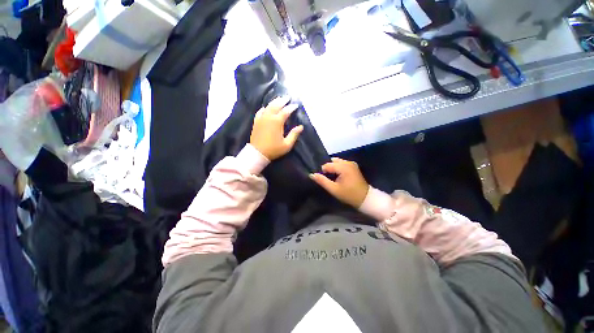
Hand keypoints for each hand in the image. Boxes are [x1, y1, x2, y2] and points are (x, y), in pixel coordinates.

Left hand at [250, 96, 303, 159]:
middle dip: (282, 101)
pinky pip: (260, 111)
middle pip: (276, 105)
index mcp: (277, 122)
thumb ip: (294, 134)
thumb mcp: (287, 144)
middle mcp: (269, 117)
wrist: (258, 153)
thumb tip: (301, 127)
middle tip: (287, 97)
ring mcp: (261, 118)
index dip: (291, 107)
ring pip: (268, 106)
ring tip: (279, 99)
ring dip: (274, 102)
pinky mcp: (256, 122)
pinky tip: (266, 107)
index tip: (296, 105)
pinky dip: (264, 108)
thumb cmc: (274, 149)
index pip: (285, 111)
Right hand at [310, 157, 368, 207]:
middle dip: (328, 169)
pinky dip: (338, 168)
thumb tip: (312, 174)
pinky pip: (342, 163)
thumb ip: (322, 181)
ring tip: (333, 178)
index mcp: (343, 167)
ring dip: (333, 168)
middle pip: (332, 161)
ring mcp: (351, 163)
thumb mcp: (333, 189)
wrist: (365, 198)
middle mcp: (348, 162)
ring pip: (336, 162)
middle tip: (329, 179)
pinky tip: (338, 176)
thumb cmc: (348, 195)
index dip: (323, 173)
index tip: (326, 181)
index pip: (327, 165)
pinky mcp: (353, 166)